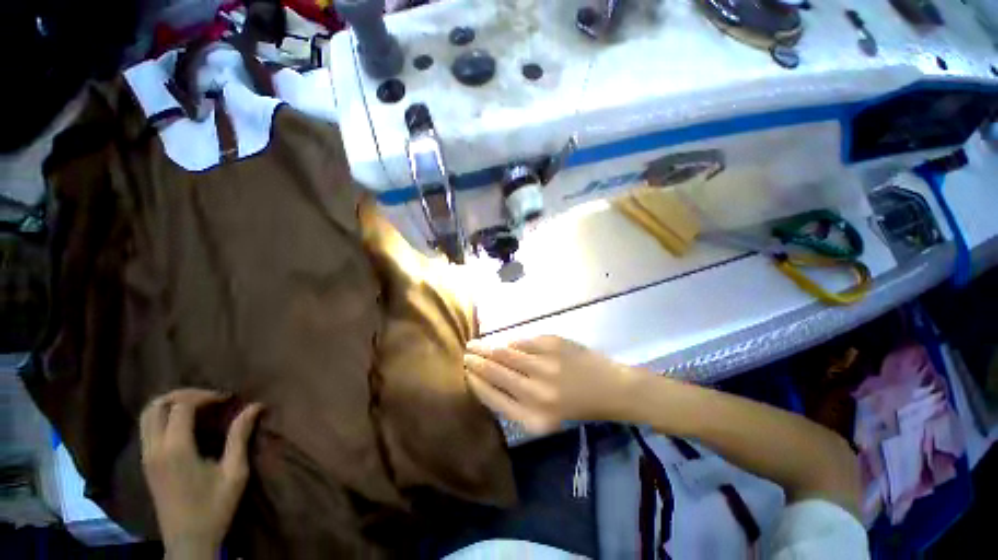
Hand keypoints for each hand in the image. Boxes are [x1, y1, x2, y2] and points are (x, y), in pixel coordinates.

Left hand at [140, 389, 263, 557]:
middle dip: (183, 394)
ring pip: (147, 415)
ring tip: (198, 406)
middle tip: (210, 398)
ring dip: (171, 404)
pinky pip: (148, 428)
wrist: (188, 541)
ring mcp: (146, 457)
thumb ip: (240, 436)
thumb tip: (255, 406)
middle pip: (156, 405)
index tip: (228, 399)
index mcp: (176, 450)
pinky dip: (164, 416)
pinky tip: (185, 423)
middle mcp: (155, 449)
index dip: (205, 395)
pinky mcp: (146, 464)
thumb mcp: (234, 472)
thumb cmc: (215, 507)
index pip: (181, 406)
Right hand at [464, 336, 638, 434]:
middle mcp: (536, 393)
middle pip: (495, 372)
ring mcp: (545, 365)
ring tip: (475, 344)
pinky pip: (522, 341)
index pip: (492, 397)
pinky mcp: (553, 344)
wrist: (611, 388)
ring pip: (505, 353)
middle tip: (466, 354)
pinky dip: (512, 342)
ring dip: (487, 348)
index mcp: (533, 418)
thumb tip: (488, 377)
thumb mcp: (545, 419)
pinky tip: (507, 343)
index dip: (475, 382)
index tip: (466, 372)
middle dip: (476, 362)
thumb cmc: (577, 407)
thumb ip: (516, 403)